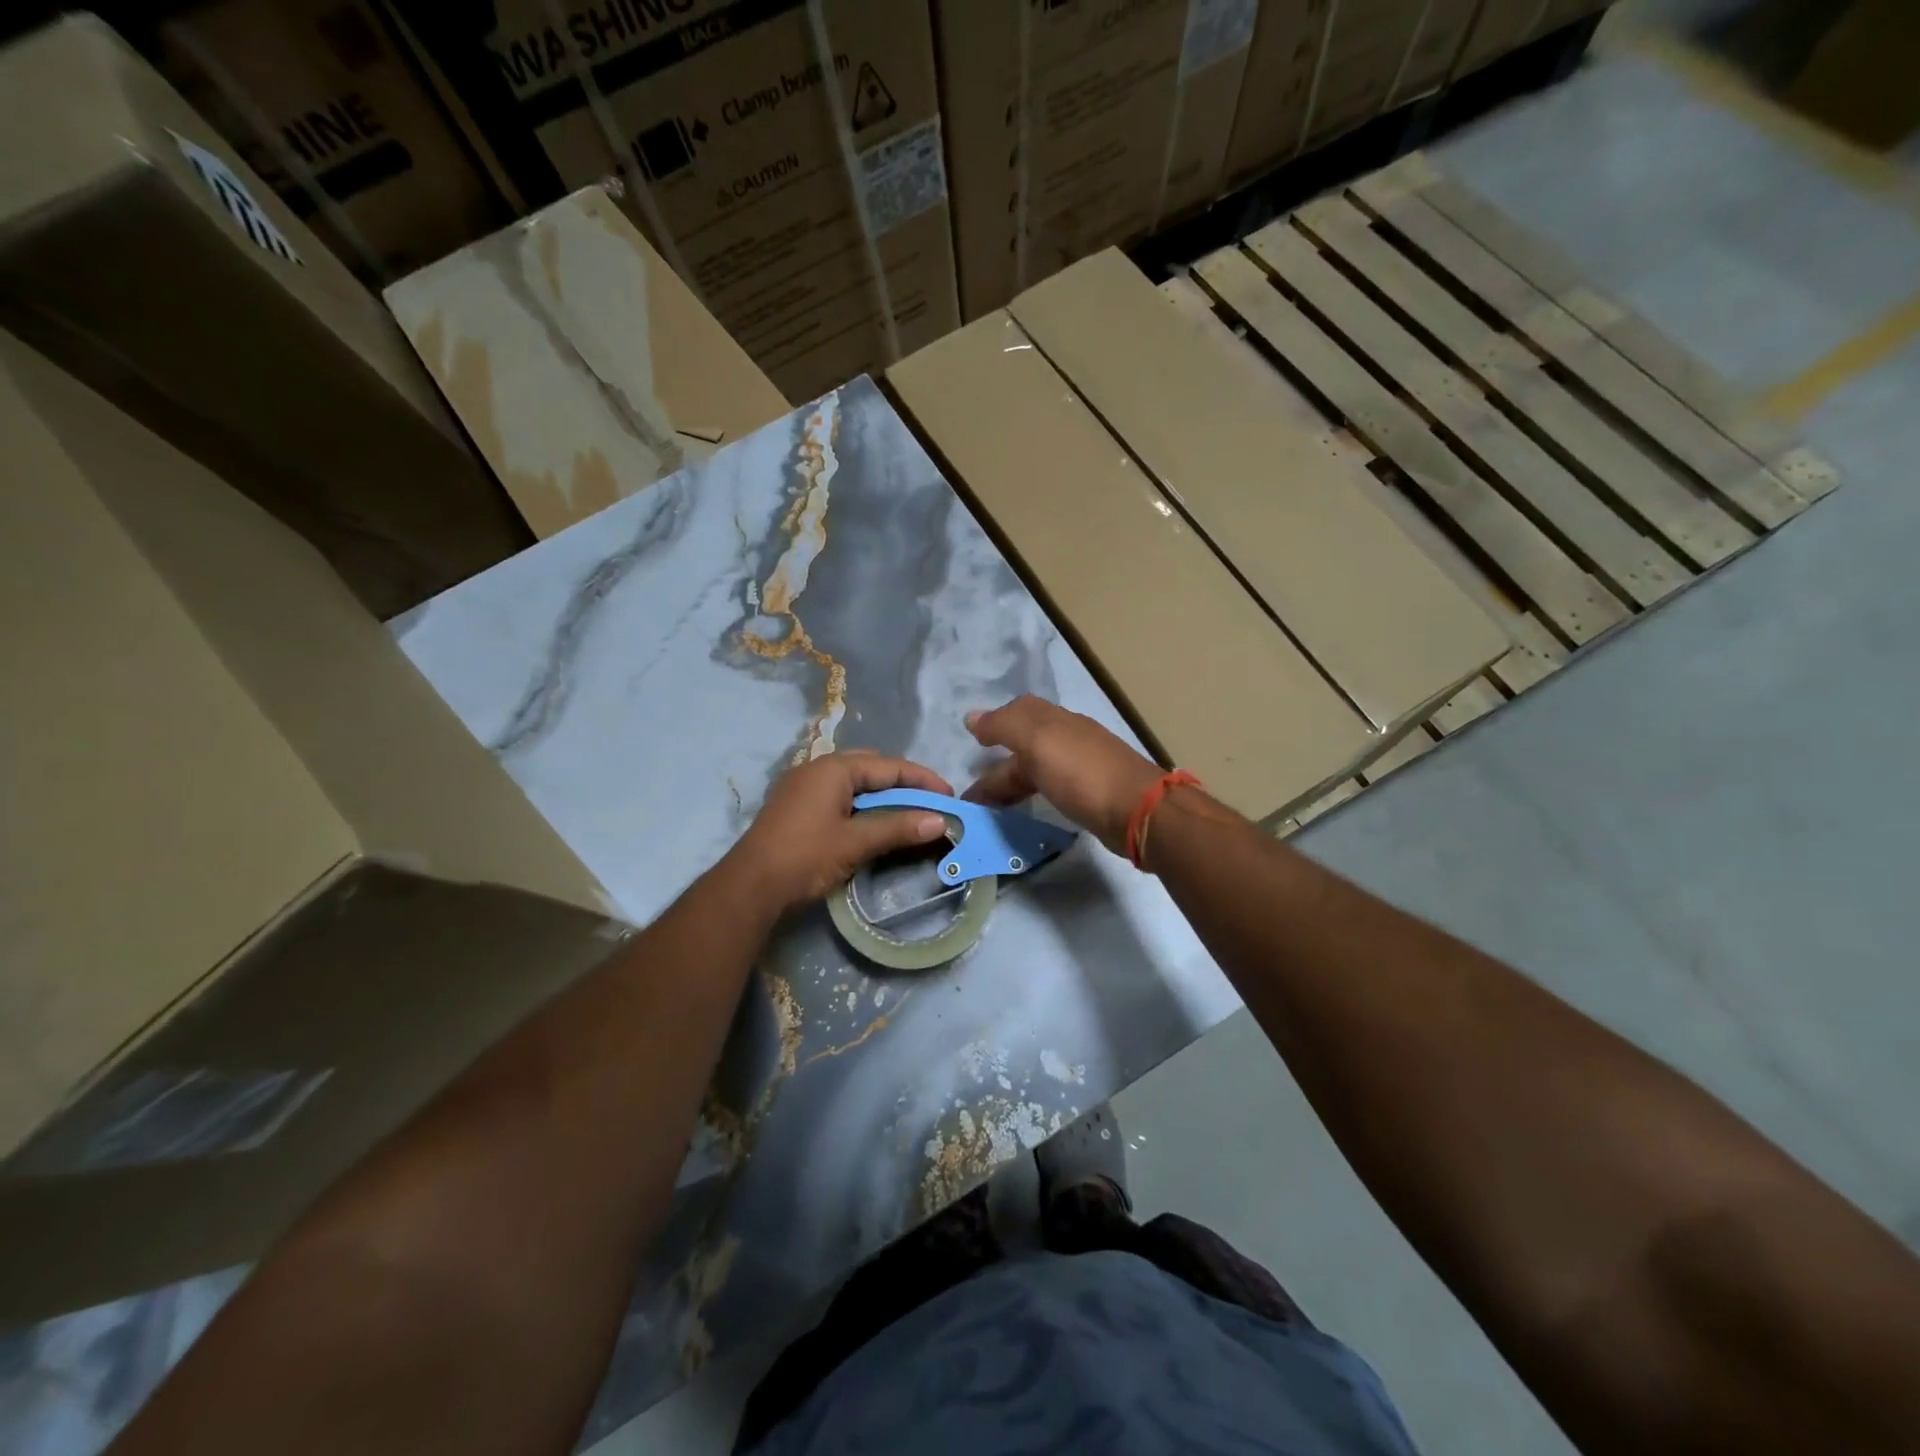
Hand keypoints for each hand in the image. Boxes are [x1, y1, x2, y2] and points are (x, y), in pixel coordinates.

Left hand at [731, 751, 953, 912]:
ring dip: (882, 795)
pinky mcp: (796, 807)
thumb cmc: (805, 857)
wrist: (749, 886)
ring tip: (907, 814)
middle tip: (928, 803)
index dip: (923, 780)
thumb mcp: (856, 842)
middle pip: (872, 768)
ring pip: (854, 782)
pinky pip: (839, 795)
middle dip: (903, 783)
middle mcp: (818, 768)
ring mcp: (803, 787)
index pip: (889, 766)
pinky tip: (872, 823)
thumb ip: (898, 828)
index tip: (949, 796)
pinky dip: (862, 805)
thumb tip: (939, 821)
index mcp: (834, 768)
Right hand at [964, 696, 1163, 855]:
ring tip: (989, 807)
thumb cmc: (1081, 773)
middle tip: (972, 793)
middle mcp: (1069, 737)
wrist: (1137, 811)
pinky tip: (1026, 808)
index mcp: (1055, 720)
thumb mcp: (1037, 741)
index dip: (995, 723)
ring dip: (1011, 783)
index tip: (973, 742)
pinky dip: (1031, 794)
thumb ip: (1004, 726)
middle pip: (1026, 743)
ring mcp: (1082, 766)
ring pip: (1037, 768)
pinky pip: (1050, 788)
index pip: (1019, 711)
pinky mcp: (1091, 794)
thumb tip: (972, 717)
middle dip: (997, 764)